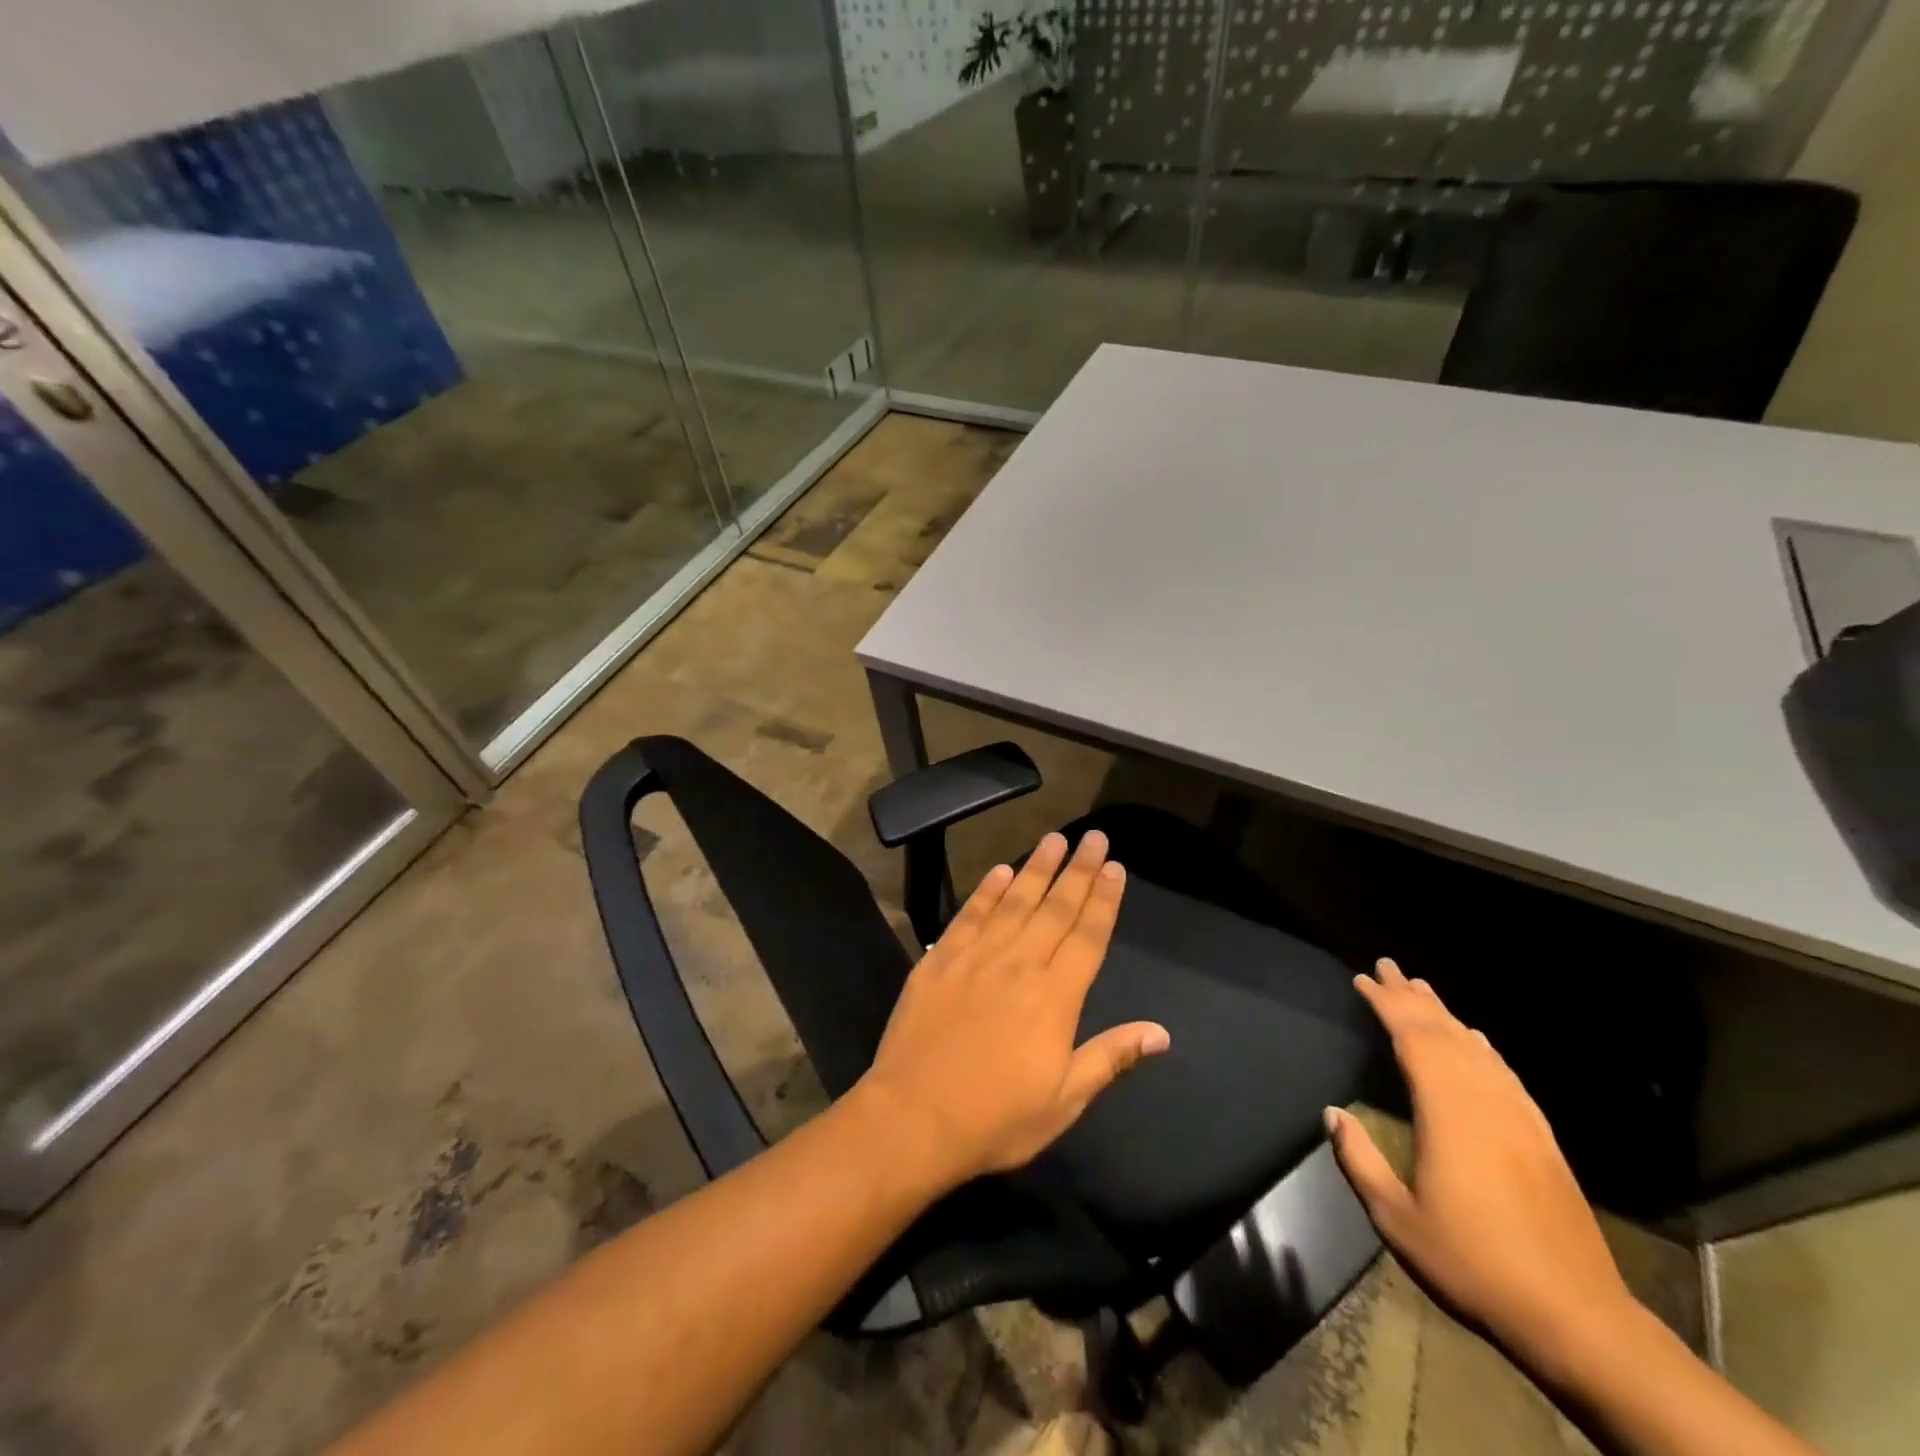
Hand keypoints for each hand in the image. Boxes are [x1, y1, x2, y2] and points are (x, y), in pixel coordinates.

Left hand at [855, 830, 1169, 1189]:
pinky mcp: (939, 960)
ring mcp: (976, 958)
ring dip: (1036, 868)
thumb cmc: (996, 1119)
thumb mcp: (1064, 1101)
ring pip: (1014, 902)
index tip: (1115, 866)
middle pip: (1055, 908)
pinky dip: (986, 891)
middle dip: (1078, 870)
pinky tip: (999, 871)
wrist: (913, 1118)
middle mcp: (1019, 965)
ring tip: (1054, 839)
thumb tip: (1162, 1033)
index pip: (1088, 936)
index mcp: (1055, 997)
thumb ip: (1110, 1057)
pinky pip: (969, 915)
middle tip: (1093, 836)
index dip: (1104, 900)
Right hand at [1327, 959, 1636, 1377]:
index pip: (1412, 1038)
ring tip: (1422, 990)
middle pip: (1444, 1033)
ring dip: (1446, 1015)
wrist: (1576, 1318)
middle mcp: (1484, 1101)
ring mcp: (1518, 1118)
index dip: (1386, 1004)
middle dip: (1412, 997)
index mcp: (1447, 1112)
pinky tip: (1477, 1041)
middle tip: (1387, 966)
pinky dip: (1482, 1048)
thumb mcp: (1396, 1218)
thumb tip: (1332, 1113)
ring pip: (1476, 1048)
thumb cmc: (1473, 1263)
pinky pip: (1505, 1074)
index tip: (1363, 978)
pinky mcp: (1541, 1139)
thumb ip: (1359, 1160)